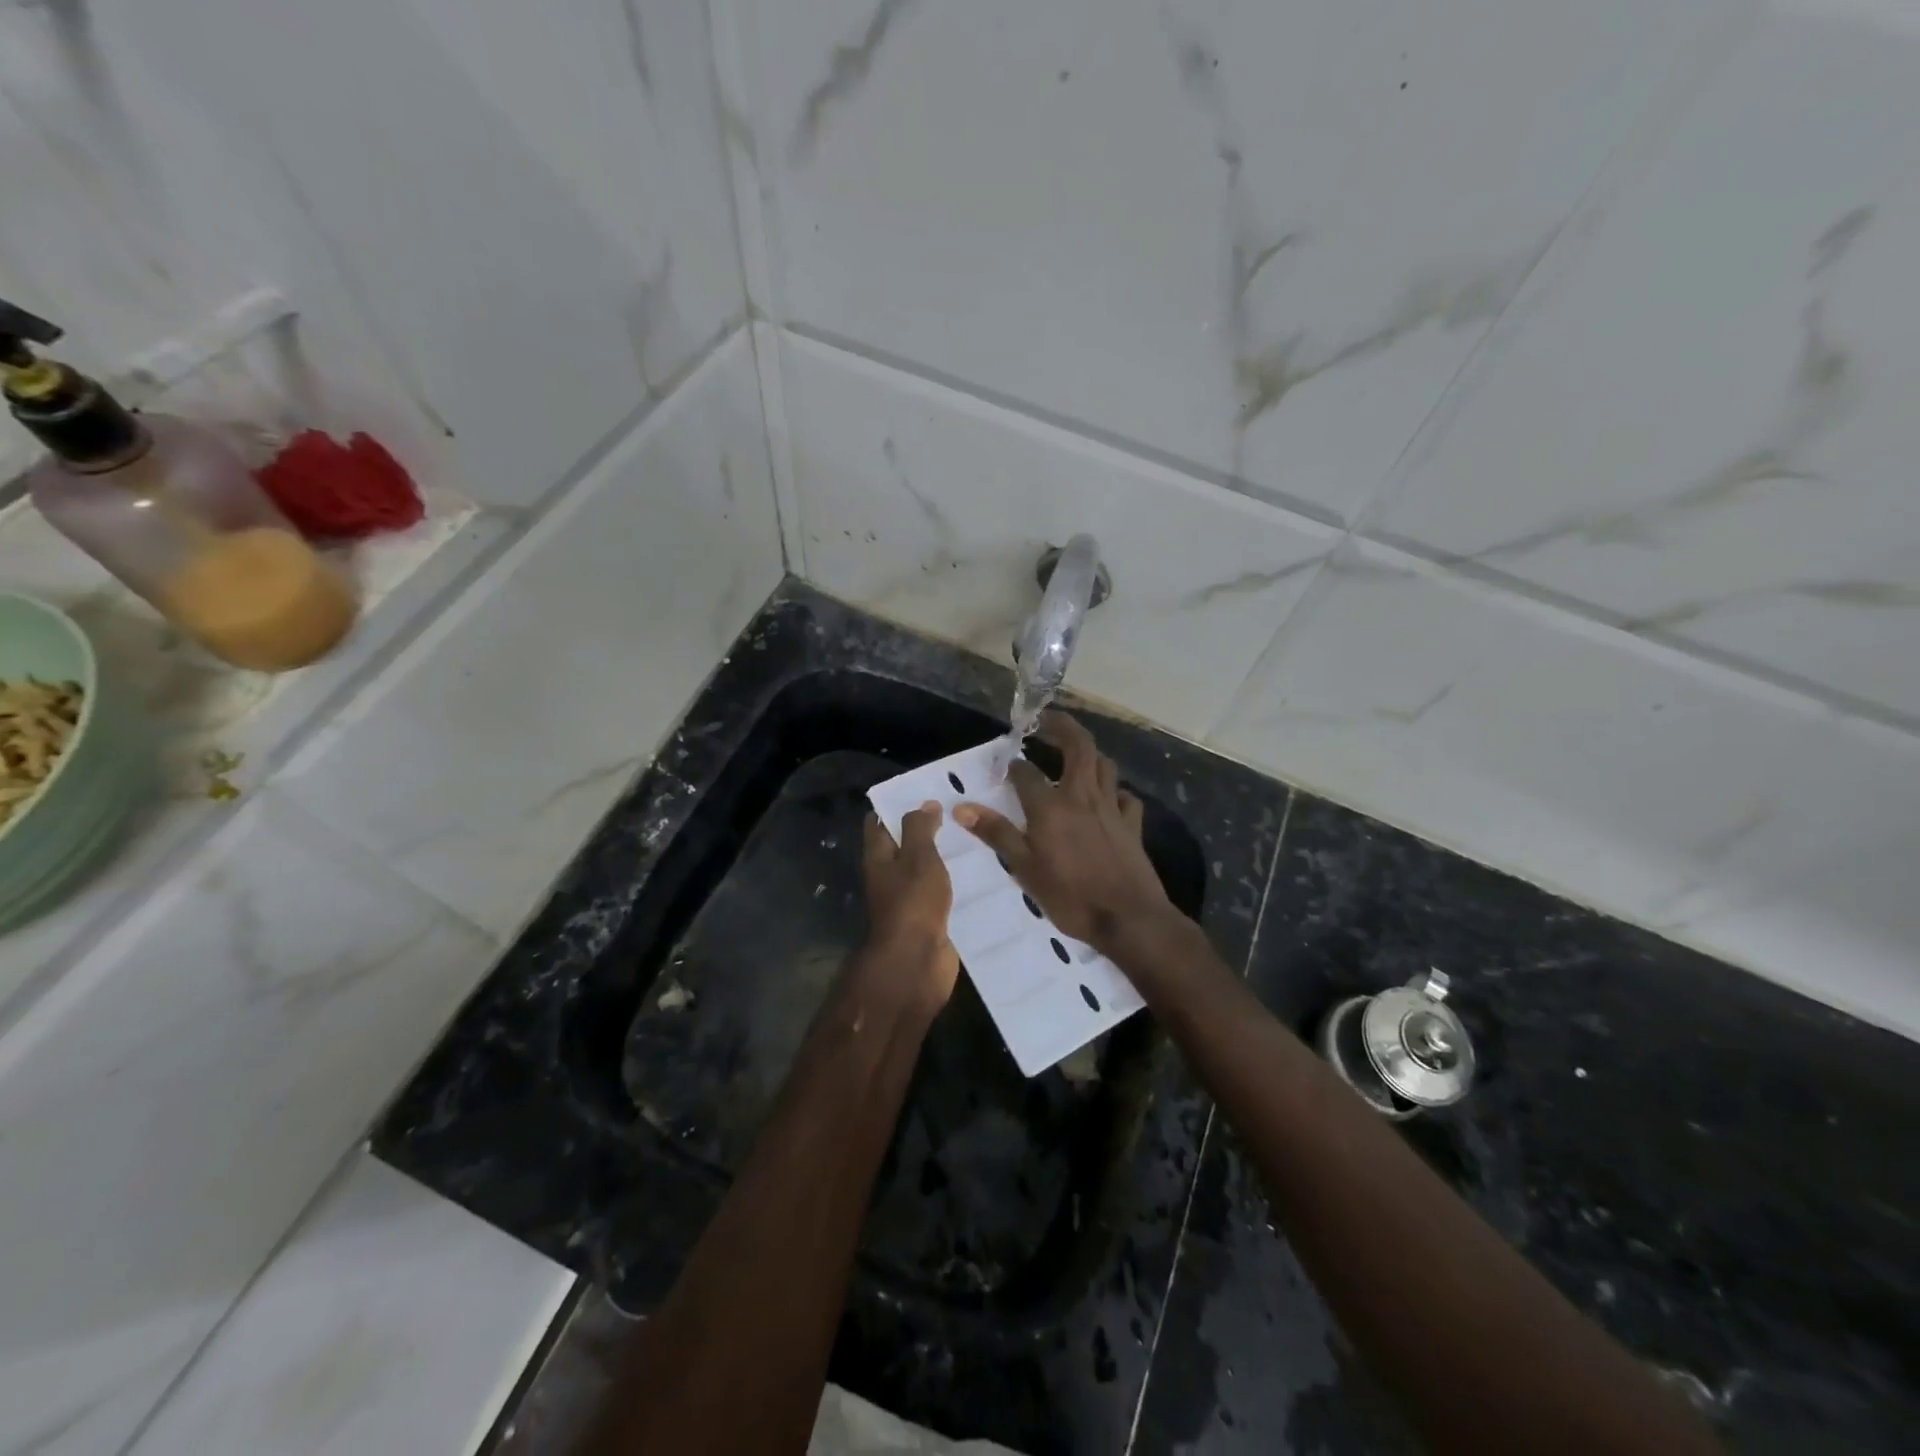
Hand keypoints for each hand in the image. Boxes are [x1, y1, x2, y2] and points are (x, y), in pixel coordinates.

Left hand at [858, 801, 959, 1014]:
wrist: (917, 963)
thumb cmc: (912, 903)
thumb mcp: (917, 857)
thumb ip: (919, 828)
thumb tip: (924, 804)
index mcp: (879, 858)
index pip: (878, 823)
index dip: (895, 805)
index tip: (922, 789)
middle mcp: (890, 877)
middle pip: (905, 846)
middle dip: (927, 829)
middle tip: (960, 809)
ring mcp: (910, 900)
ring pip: (927, 871)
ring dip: (946, 857)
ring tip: (978, 835)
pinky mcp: (931, 919)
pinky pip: (943, 894)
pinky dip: (958, 883)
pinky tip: (983, 872)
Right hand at [954, 712, 1175, 952]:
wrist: (1129, 919)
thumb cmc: (1070, 896)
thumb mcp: (1024, 868)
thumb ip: (996, 833)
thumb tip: (961, 807)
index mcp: (1051, 806)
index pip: (1026, 773)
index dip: (1013, 765)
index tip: (1004, 765)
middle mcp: (1082, 796)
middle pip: (1079, 746)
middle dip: (1062, 726)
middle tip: (1046, 720)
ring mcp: (1111, 808)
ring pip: (1104, 764)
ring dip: (1089, 752)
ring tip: (1074, 753)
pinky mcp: (1132, 824)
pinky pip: (1125, 796)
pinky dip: (1114, 790)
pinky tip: (1107, 797)